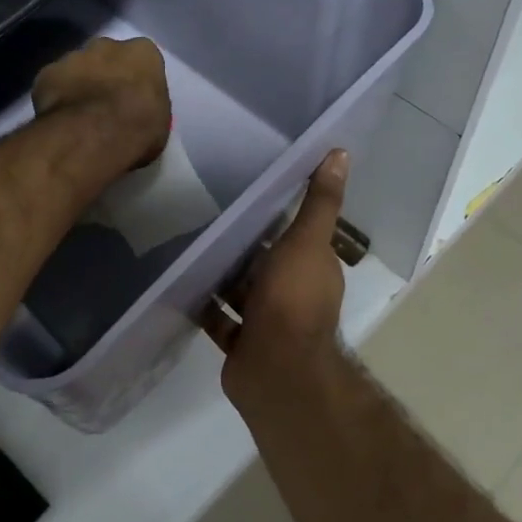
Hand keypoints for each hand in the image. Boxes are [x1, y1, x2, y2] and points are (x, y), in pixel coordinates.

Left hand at [32, 36, 170, 171]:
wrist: (93, 135)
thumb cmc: (138, 129)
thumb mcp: (160, 121)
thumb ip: (148, 105)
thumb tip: (137, 110)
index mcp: (142, 52)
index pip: (141, 59)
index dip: (135, 80)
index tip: (133, 99)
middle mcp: (107, 45)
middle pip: (106, 57)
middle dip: (105, 76)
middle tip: (105, 105)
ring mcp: (73, 56)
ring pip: (76, 68)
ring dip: (79, 85)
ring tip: (79, 116)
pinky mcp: (46, 74)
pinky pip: (53, 85)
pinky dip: (55, 98)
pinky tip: (59, 119)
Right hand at [200, 150, 349, 402]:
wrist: (275, 369)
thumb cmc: (292, 299)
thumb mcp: (307, 241)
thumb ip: (319, 201)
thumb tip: (340, 153)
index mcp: (313, 270)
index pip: (298, 237)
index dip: (279, 216)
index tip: (251, 191)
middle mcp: (293, 294)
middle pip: (266, 263)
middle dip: (244, 245)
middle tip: (209, 213)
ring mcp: (266, 321)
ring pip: (242, 290)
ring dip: (222, 274)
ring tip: (189, 243)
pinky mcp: (241, 342)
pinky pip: (220, 317)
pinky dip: (205, 304)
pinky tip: (181, 283)